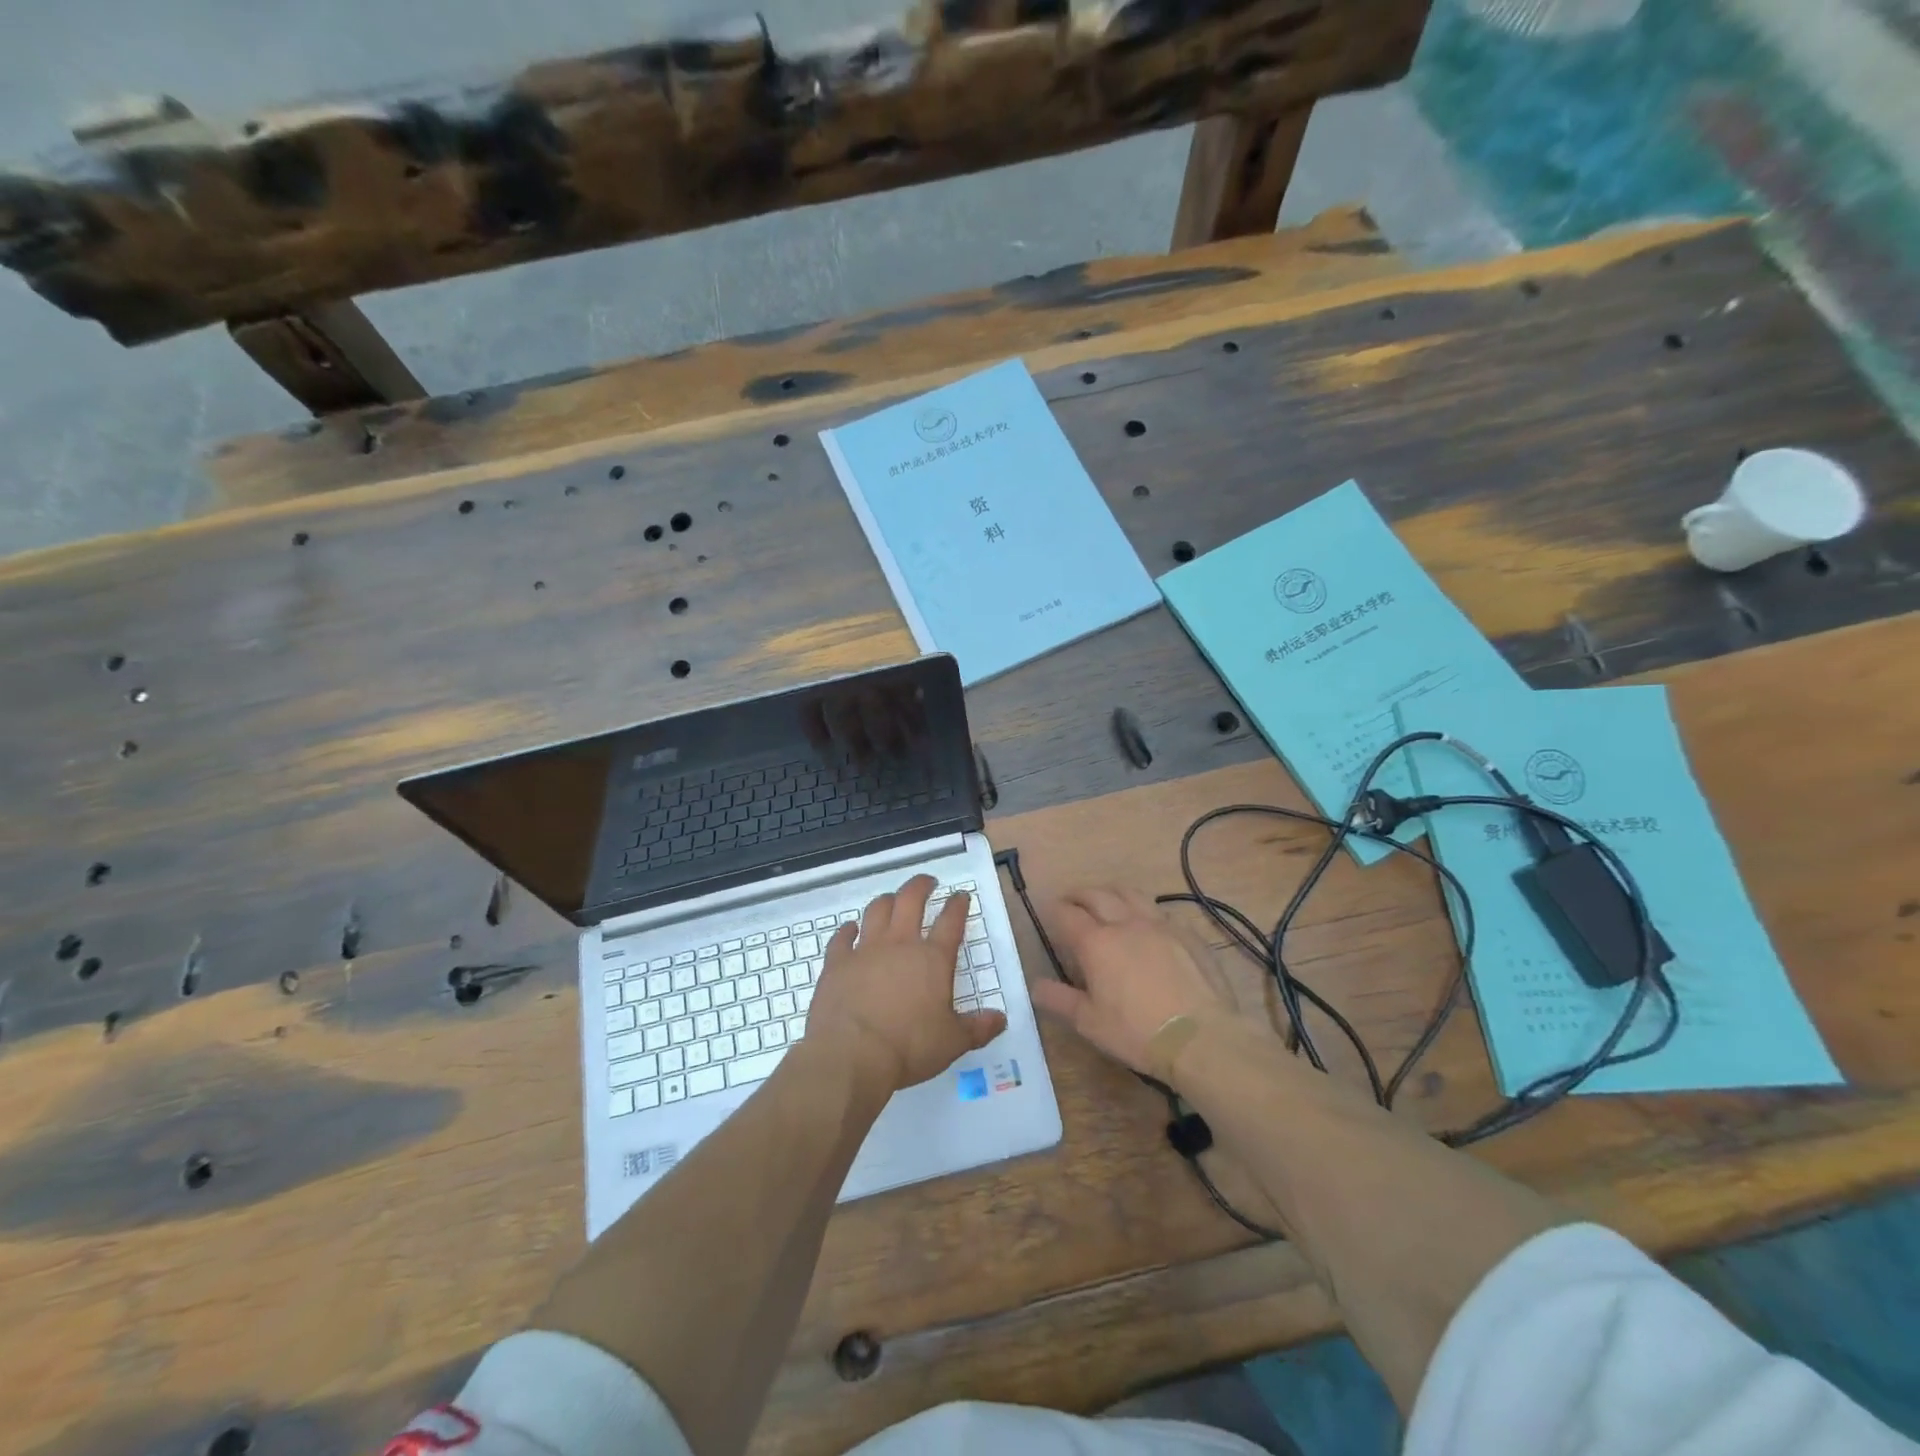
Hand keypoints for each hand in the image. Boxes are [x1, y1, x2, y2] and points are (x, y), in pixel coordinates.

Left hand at [806, 874, 1006, 1093]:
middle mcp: (900, 944)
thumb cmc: (909, 1047)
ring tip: (892, 900)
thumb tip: (1001, 1018)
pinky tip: (850, 929)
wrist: (851, 1055)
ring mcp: (865, 950)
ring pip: (876, 910)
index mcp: (933, 959)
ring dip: (886, 900)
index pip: (950, 921)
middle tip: (928, 882)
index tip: (961, 896)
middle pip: (911, 900)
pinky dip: (847, 930)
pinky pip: (842, 937)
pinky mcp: (837, 962)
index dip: (958, 905)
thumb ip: (978, 1028)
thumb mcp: (953, 1042)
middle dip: (921, 886)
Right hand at [1030, 886, 1238, 1074]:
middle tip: (1072, 900)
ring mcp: (1160, 924)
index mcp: (1096, 943)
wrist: (1201, 1037)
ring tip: (1108, 900)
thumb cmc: (1137, 1032)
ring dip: (1112, 892)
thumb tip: (1035, 985)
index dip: (1054, 910)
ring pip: (1131, 894)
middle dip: (1079, 894)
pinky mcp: (1188, 933)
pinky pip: (1162, 912)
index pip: (1067, 914)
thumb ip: (1060, 1000)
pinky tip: (1149, 924)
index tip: (1049, 911)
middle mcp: (1125, 923)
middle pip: (1097, 895)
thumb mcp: (1089, 1023)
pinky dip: (1147, 912)